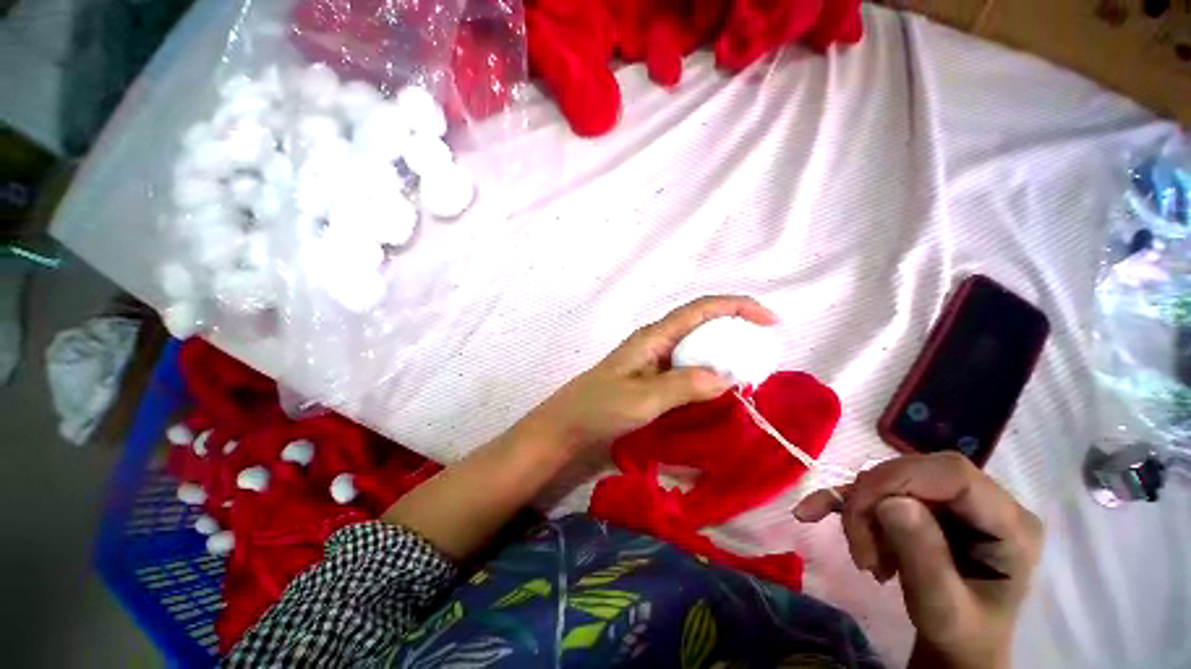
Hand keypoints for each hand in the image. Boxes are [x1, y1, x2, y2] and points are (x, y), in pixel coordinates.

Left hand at [525, 295, 777, 450]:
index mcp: (654, 336)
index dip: (736, 307)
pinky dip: (709, 367)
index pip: (700, 309)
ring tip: (748, 364)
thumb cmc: (600, 407)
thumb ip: (683, 385)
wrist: (570, 423)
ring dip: (723, 347)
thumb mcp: (643, 398)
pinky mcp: (653, 375)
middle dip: (734, 325)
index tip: (769, 321)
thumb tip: (726, 378)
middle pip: (701, 322)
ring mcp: (654, 358)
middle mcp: (656, 340)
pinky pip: (688, 363)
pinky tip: (718, 382)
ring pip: (696, 343)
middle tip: (763, 346)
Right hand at [794, 453, 1042, 668]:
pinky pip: (876, 490)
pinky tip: (812, 513)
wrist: (955, 646)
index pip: (953, 473)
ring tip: (862, 556)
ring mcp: (952, 502)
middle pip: (914, 473)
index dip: (898, 478)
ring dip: (860, 512)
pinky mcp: (924, 504)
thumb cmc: (960, 635)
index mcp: (1010, 525)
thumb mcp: (944, 611)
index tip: (858, 510)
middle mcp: (984, 502)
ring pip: (888, 480)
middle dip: (871, 502)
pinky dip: (843, 502)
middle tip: (857, 549)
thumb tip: (891, 502)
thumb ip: (925, 559)